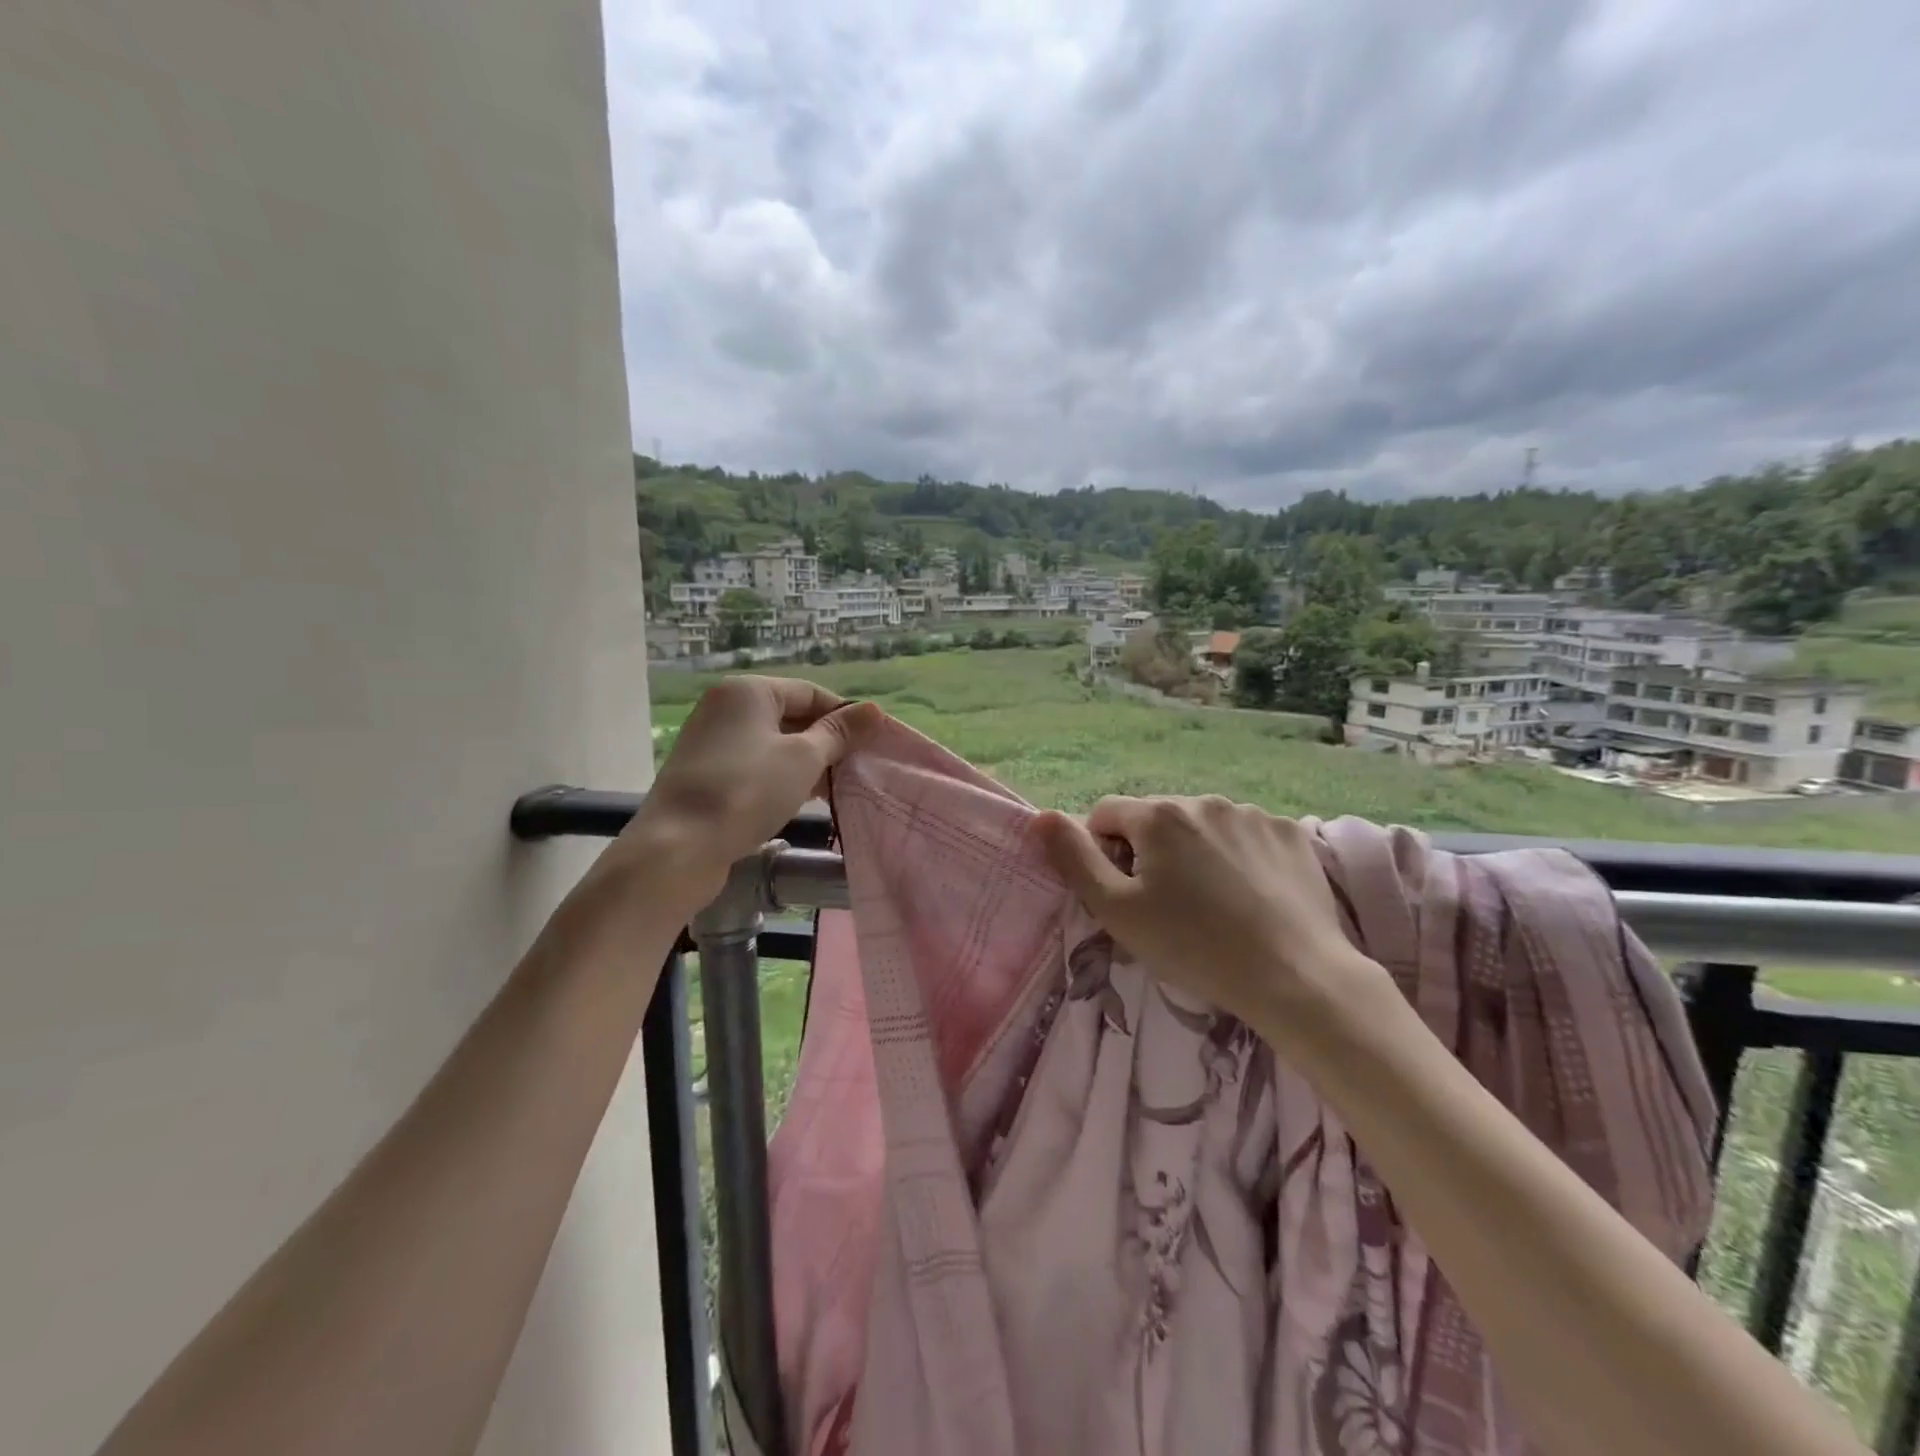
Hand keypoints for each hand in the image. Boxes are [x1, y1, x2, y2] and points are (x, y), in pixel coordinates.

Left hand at [572, 678, 882, 929]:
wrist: (678, 847)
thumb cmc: (748, 791)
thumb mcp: (804, 758)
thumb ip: (839, 733)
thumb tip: (873, 709)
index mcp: (748, 690)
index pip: (810, 692)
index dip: (845, 717)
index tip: (872, 745)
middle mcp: (726, 707)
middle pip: (791, 716)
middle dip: (827, 742)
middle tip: (858, 769)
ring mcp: (712, 741)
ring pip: (774, 744)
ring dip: (807, 763)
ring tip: (837, 789)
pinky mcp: (706, 774)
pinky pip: (755, 766)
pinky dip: (781, 777)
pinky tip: (803, 800)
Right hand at [1034, 795, 1384, 1030]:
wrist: (1295, 976)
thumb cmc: (1193, 945)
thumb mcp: (1117, 910)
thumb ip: (1073, 858)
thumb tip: (1041, 816)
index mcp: (1157, 815)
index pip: (1106, 814)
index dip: (1103, 852)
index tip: (1123, 893)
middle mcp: (1204, 800)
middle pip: (1156, 819)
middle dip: (1150, 852)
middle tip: (1167, 906)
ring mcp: (1252, 814)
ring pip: (1203, 827)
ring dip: (1195, 852)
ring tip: (1213, 904)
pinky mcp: (1291, 834)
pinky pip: (1247, 836)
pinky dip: (1240, 857)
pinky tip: (1251, 896)